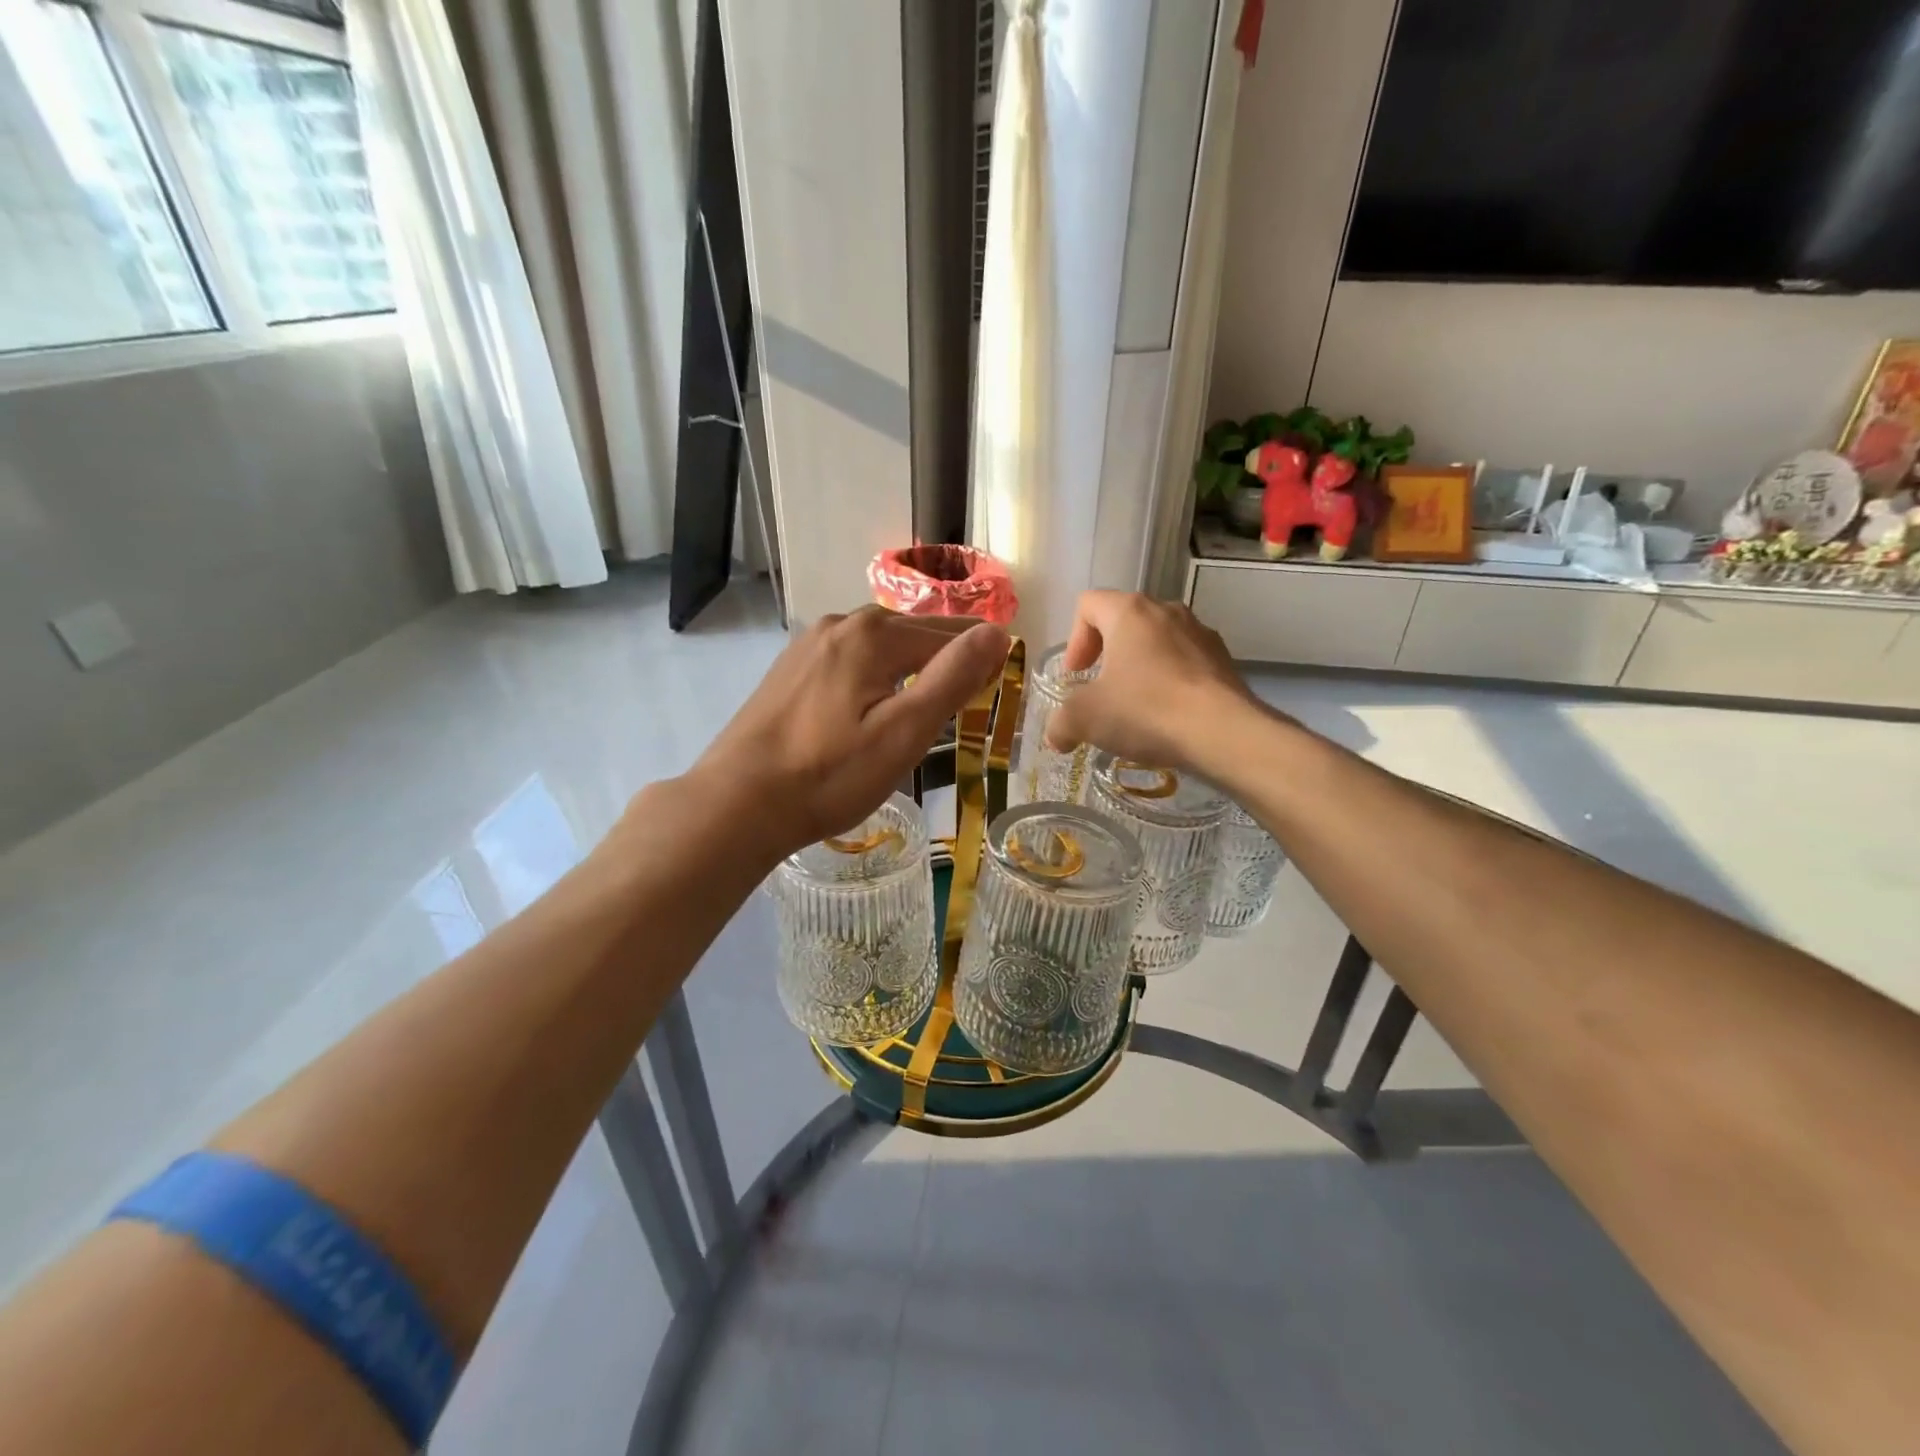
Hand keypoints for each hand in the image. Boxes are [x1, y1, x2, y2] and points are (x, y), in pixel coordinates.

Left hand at [693, 607, 1010, 857]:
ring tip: (929, 696)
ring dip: (910, 663)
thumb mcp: (903, 732)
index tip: (999, 684)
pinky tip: (873, 700)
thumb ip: (952, 678)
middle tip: (971, 691)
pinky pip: (849, 659)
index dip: (978, 658)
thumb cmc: (830, 775)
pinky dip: (875, 672)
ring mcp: (809, 644)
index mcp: (873, 634)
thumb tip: (996, 632)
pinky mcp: (790, 669)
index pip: (947, 634)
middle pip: (911, 632)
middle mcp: (840, 624)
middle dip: (945, 656)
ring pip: (878, 645)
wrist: (738, 802)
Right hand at [1043, 591, 1254, 771]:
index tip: (1077, 676)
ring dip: (1139, 668)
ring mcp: (1200, 633)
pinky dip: (1169, 682)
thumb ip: (1060, 724)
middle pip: (1124, 621)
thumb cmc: (1145, 710)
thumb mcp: (1085, 719)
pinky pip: (1185, 663)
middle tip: (1100, 691)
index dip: (1074, 640)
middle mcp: (1166, 611)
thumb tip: (1057, 737)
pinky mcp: (1224, 660)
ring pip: (1157, 642)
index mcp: (1129, 611)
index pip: (1088, 604)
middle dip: (1107, 655)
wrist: (1223, 733)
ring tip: (1135, 707)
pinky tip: (1167, 717)